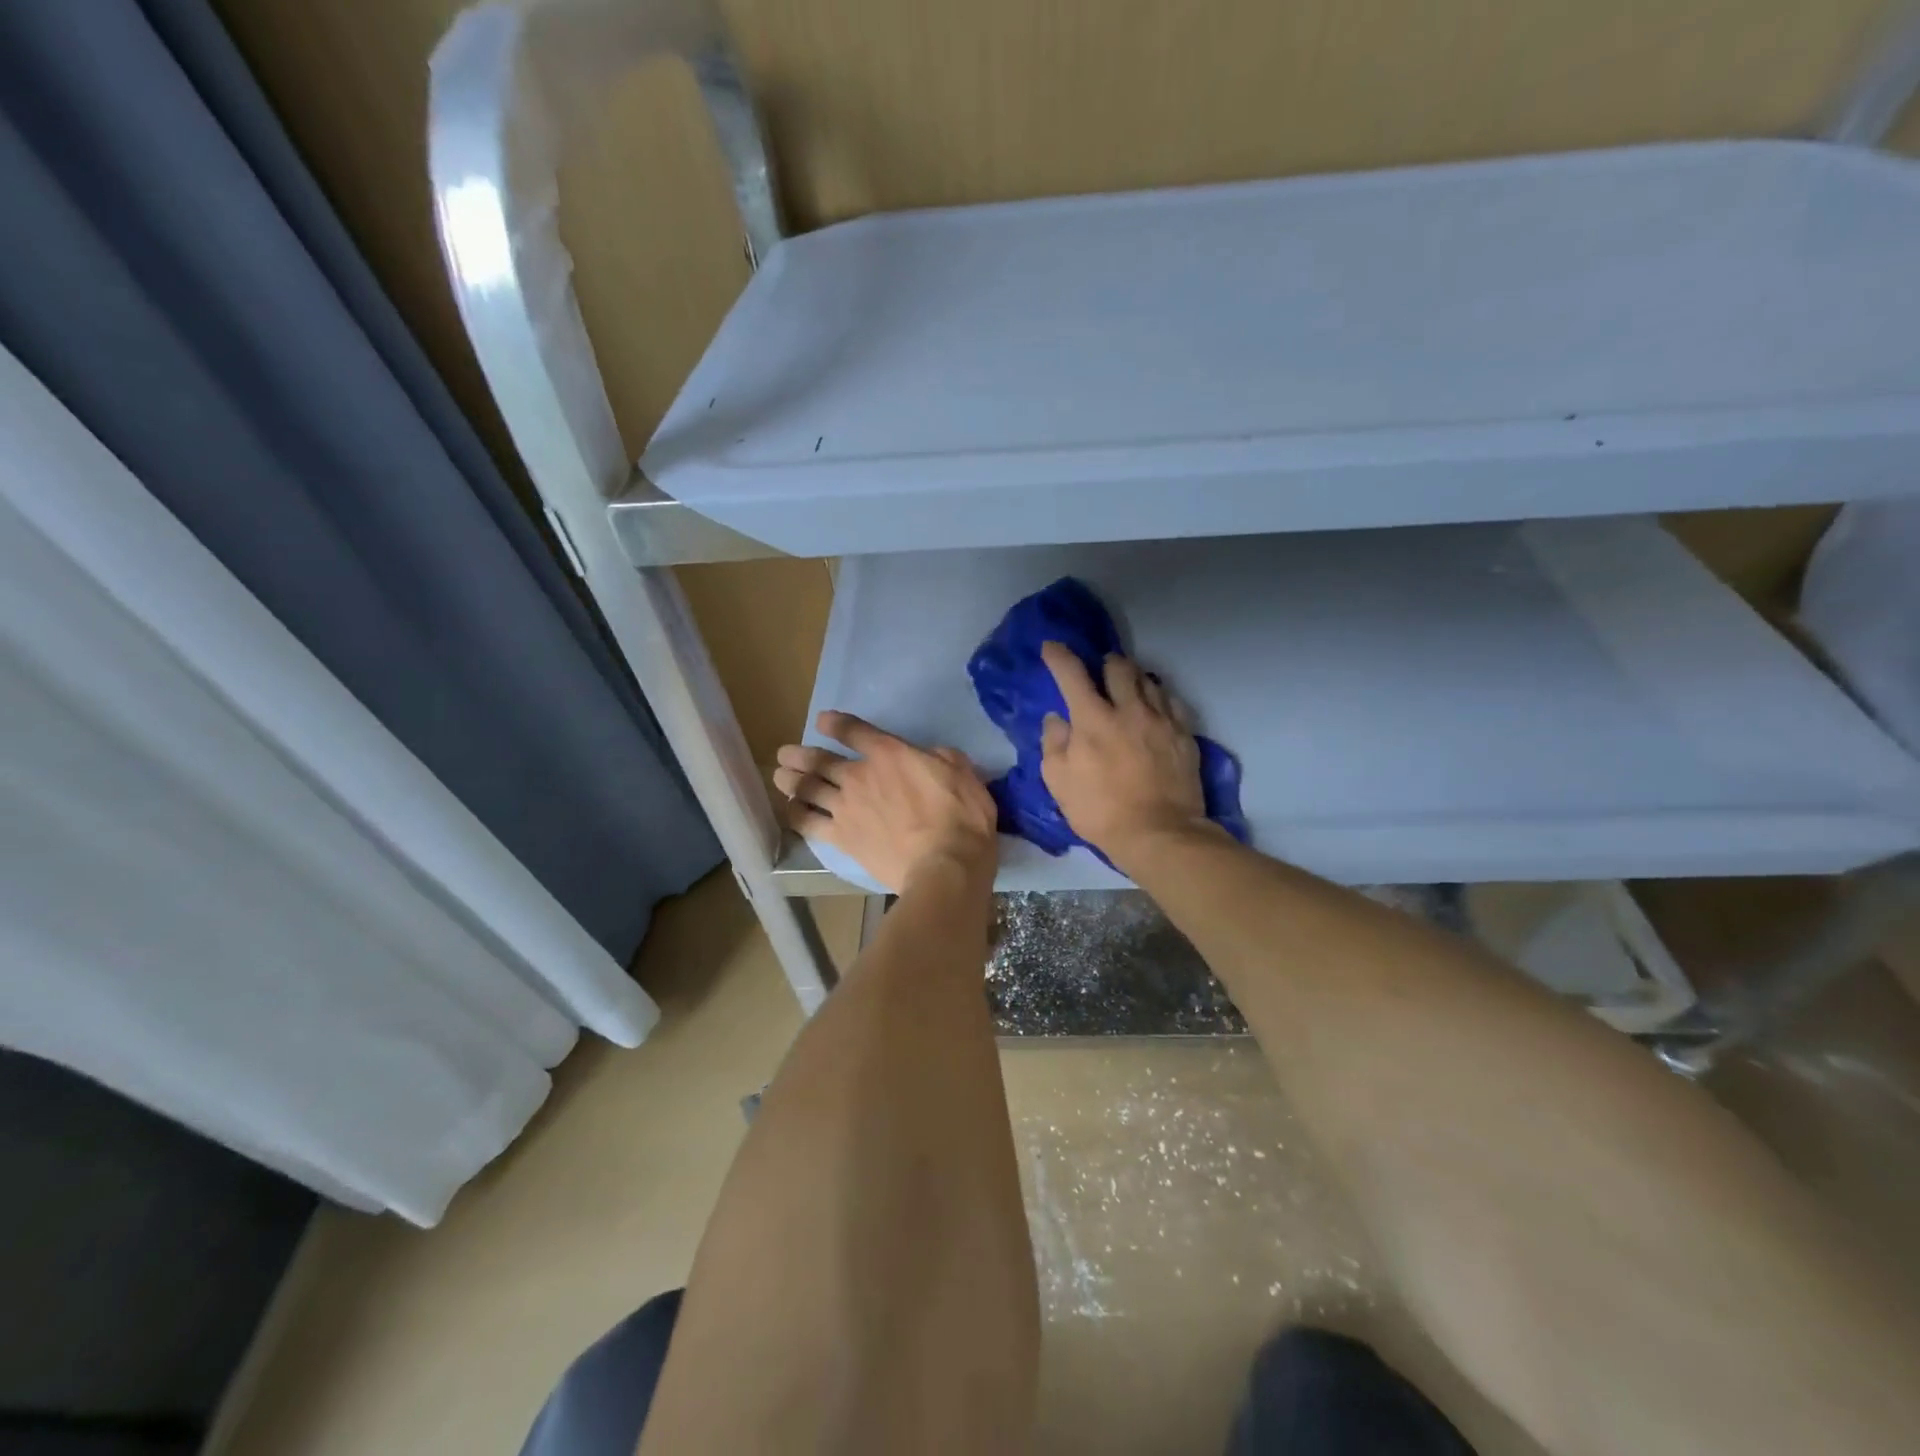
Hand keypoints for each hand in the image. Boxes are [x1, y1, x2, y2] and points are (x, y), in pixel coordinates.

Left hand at [775, 711, 997, 892]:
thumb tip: (933, 756)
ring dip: (790, 780)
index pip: (854, 731)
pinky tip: (790, 811)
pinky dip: (796, 815)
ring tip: (779, 776)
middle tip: (785, 754)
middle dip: (800, 755)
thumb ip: (943, 758)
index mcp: (890, 754)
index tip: (823, 721)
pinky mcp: (842, 838)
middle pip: (820, 760)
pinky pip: (809, 823)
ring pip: (808, 788)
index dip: (836, 723)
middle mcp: (860, 775)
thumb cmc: (961, 818)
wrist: (944, 866)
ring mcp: (846, 808)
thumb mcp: (964, 774)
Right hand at [1039, 642, 1211, 862]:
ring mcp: (1161, 720)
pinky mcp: (1184, 735)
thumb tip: (1056, 718)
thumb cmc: (1101, 811)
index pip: (1072, 674)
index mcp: (1093, 719)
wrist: (1160, 833)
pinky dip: (1159, 698)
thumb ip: (1054, 744)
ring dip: (1134, 678)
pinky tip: (1155, 709)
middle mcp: (1129, 709)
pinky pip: (1172, 702)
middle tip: (1100, 671)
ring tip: (1128, 689)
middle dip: (1105, 663)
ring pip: (1148, 680)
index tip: (1051, 648)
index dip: (1058, 656)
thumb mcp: (1059, 782)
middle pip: (1118, 667)